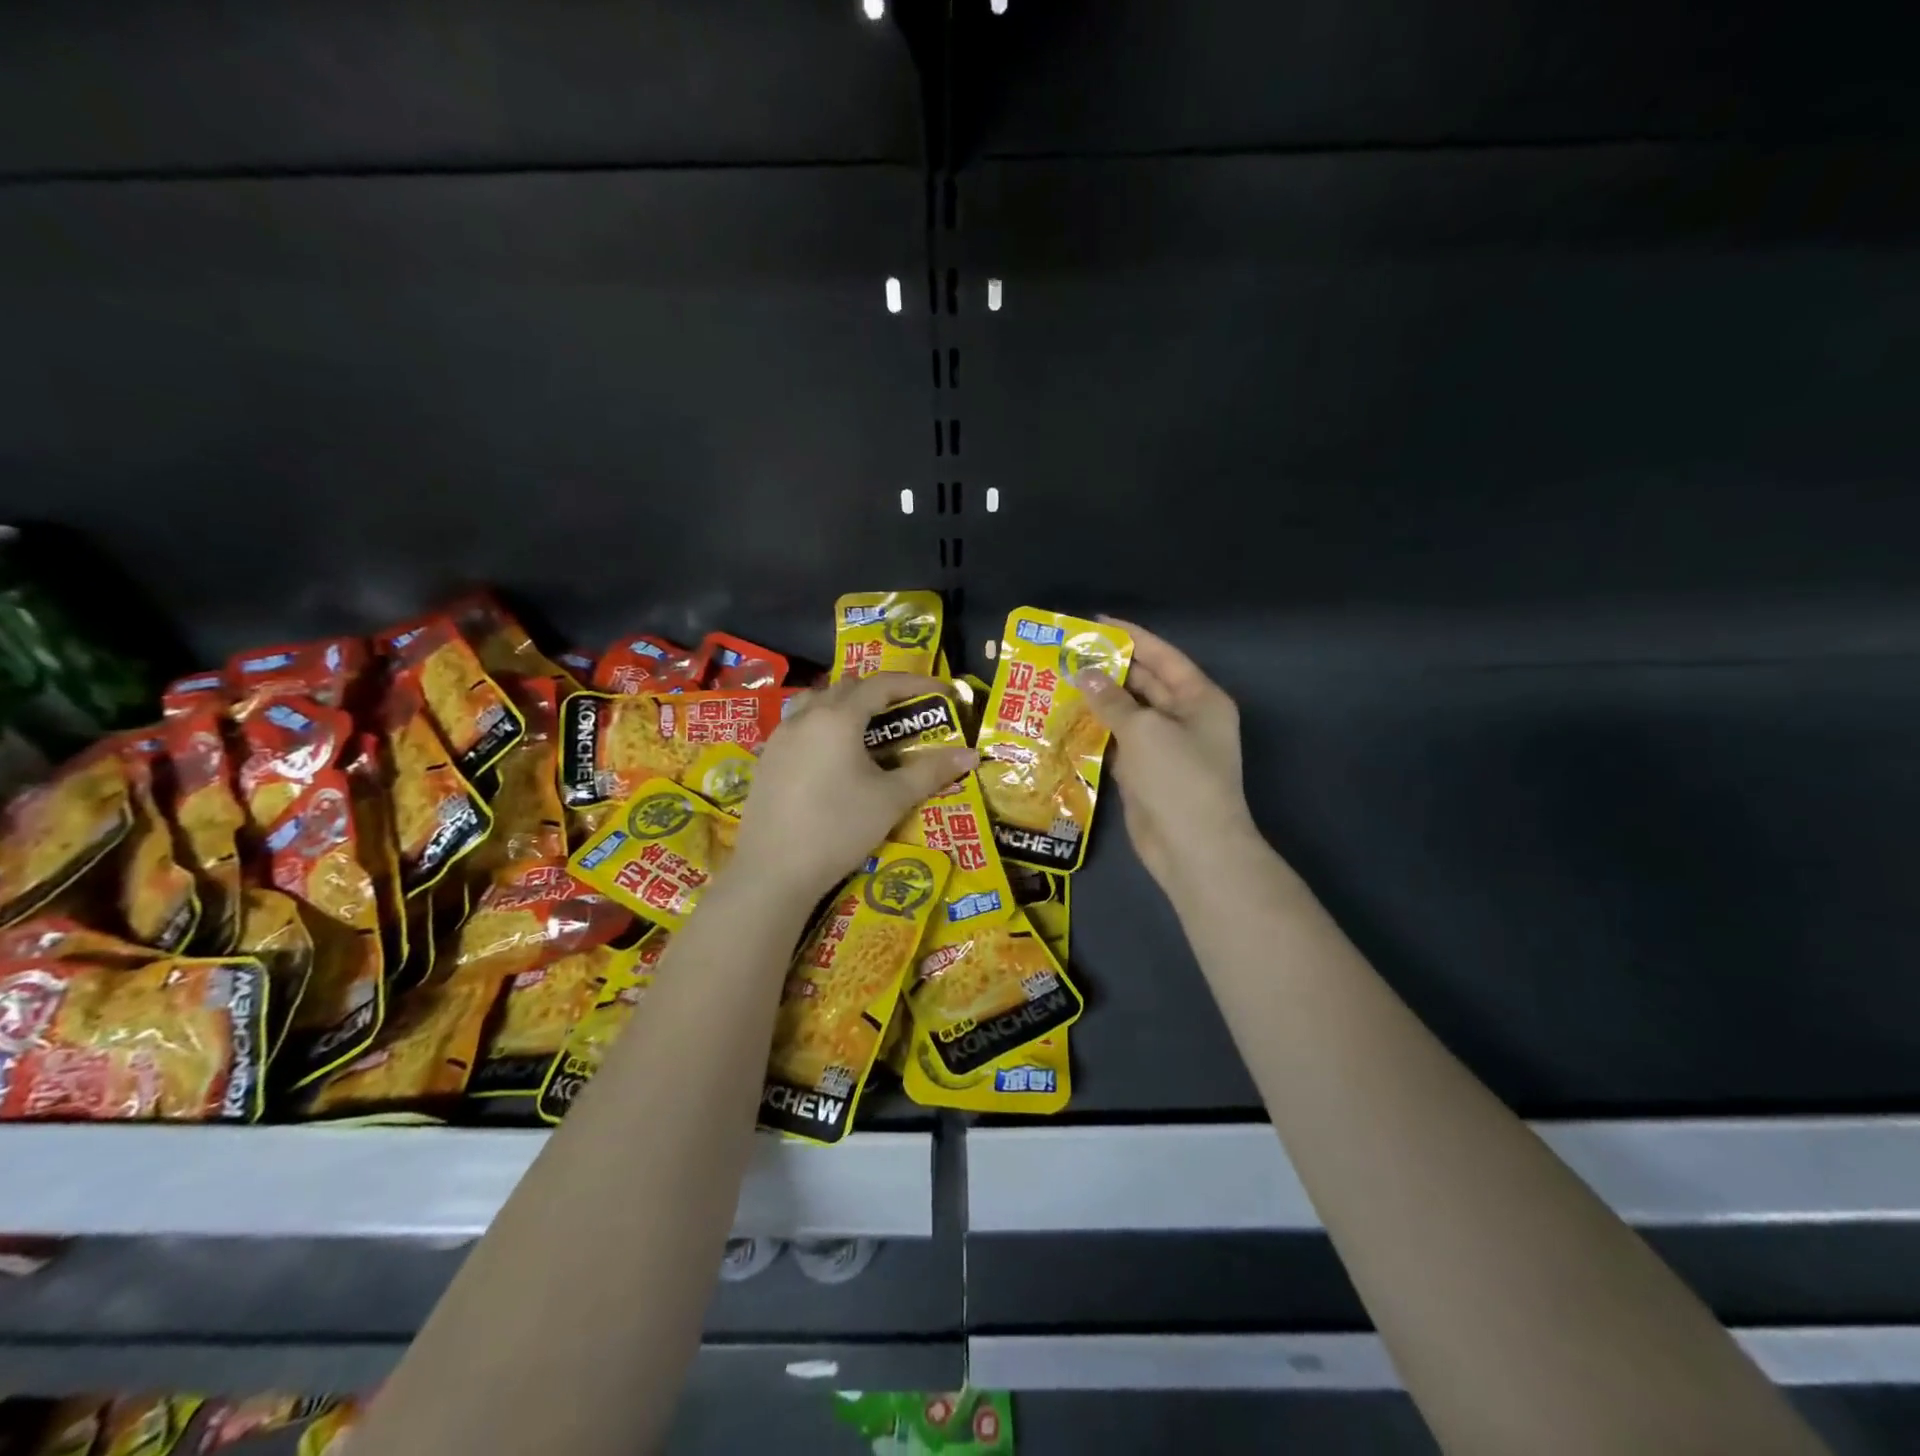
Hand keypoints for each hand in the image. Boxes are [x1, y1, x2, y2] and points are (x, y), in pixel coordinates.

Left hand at [729, 673, 976, 903]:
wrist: (773, 871)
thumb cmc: (838, 828)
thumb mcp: (891, 800)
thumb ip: (930, 772)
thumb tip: (971, 754)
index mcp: (837, 718)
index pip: (881, 685)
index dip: (915, 684)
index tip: (943, 694)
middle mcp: (805, 717)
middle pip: (847, 688)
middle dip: (881, 694)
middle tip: (907, 714)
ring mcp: (780, 737)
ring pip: (816, 703)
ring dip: (846, 706)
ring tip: (868, 730)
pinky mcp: (766, 760)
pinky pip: (798, 727)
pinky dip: (822, 727)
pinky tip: (833, 758)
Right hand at [1076, 619, 1253, 895]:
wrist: (1193, 848)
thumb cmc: (1178, 778)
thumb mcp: (1145, 730)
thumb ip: (1112, 699)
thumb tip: (1085, 673)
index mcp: (1199, 698)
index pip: (1162, 656)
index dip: (1131, 636)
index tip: (1094, 622)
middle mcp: (1184, 718)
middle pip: (1144, 683)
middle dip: (1108, 668)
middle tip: (1066, 654)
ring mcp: (1164, 747)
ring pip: (1127, 714)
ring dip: (1098, 700)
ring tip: (1058, 681)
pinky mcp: (1144, 772)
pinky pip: (1118, 742)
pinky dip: (1096, 731)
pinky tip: (1066, 720)